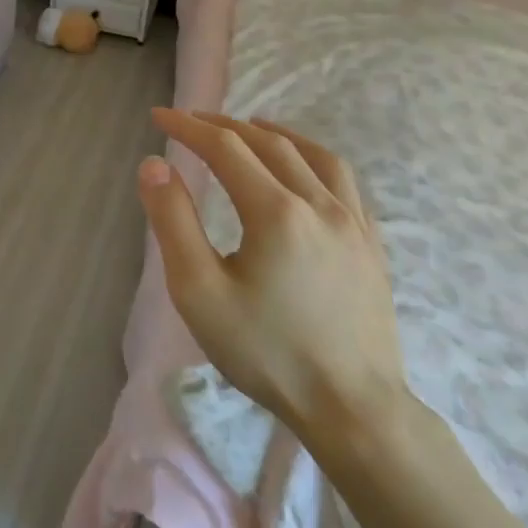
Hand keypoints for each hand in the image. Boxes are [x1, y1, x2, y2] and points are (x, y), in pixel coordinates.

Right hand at [137, 110, 408, 454]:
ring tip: (251, 128)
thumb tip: (154, 164)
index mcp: (276, 212)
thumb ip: (173, 221)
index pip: (225, 148)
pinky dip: (314, 160)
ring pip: (315, 156)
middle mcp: (320, 205)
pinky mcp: (373, 247)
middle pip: (269, 144)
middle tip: (191, 121)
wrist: (353, 410)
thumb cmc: (266, 351)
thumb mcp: (198, 290)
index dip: (188, 127)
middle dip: (225, 125)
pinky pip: (345, 183)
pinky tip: (304, 172)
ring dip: (276, 134)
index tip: (159, 116)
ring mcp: (355, 224)